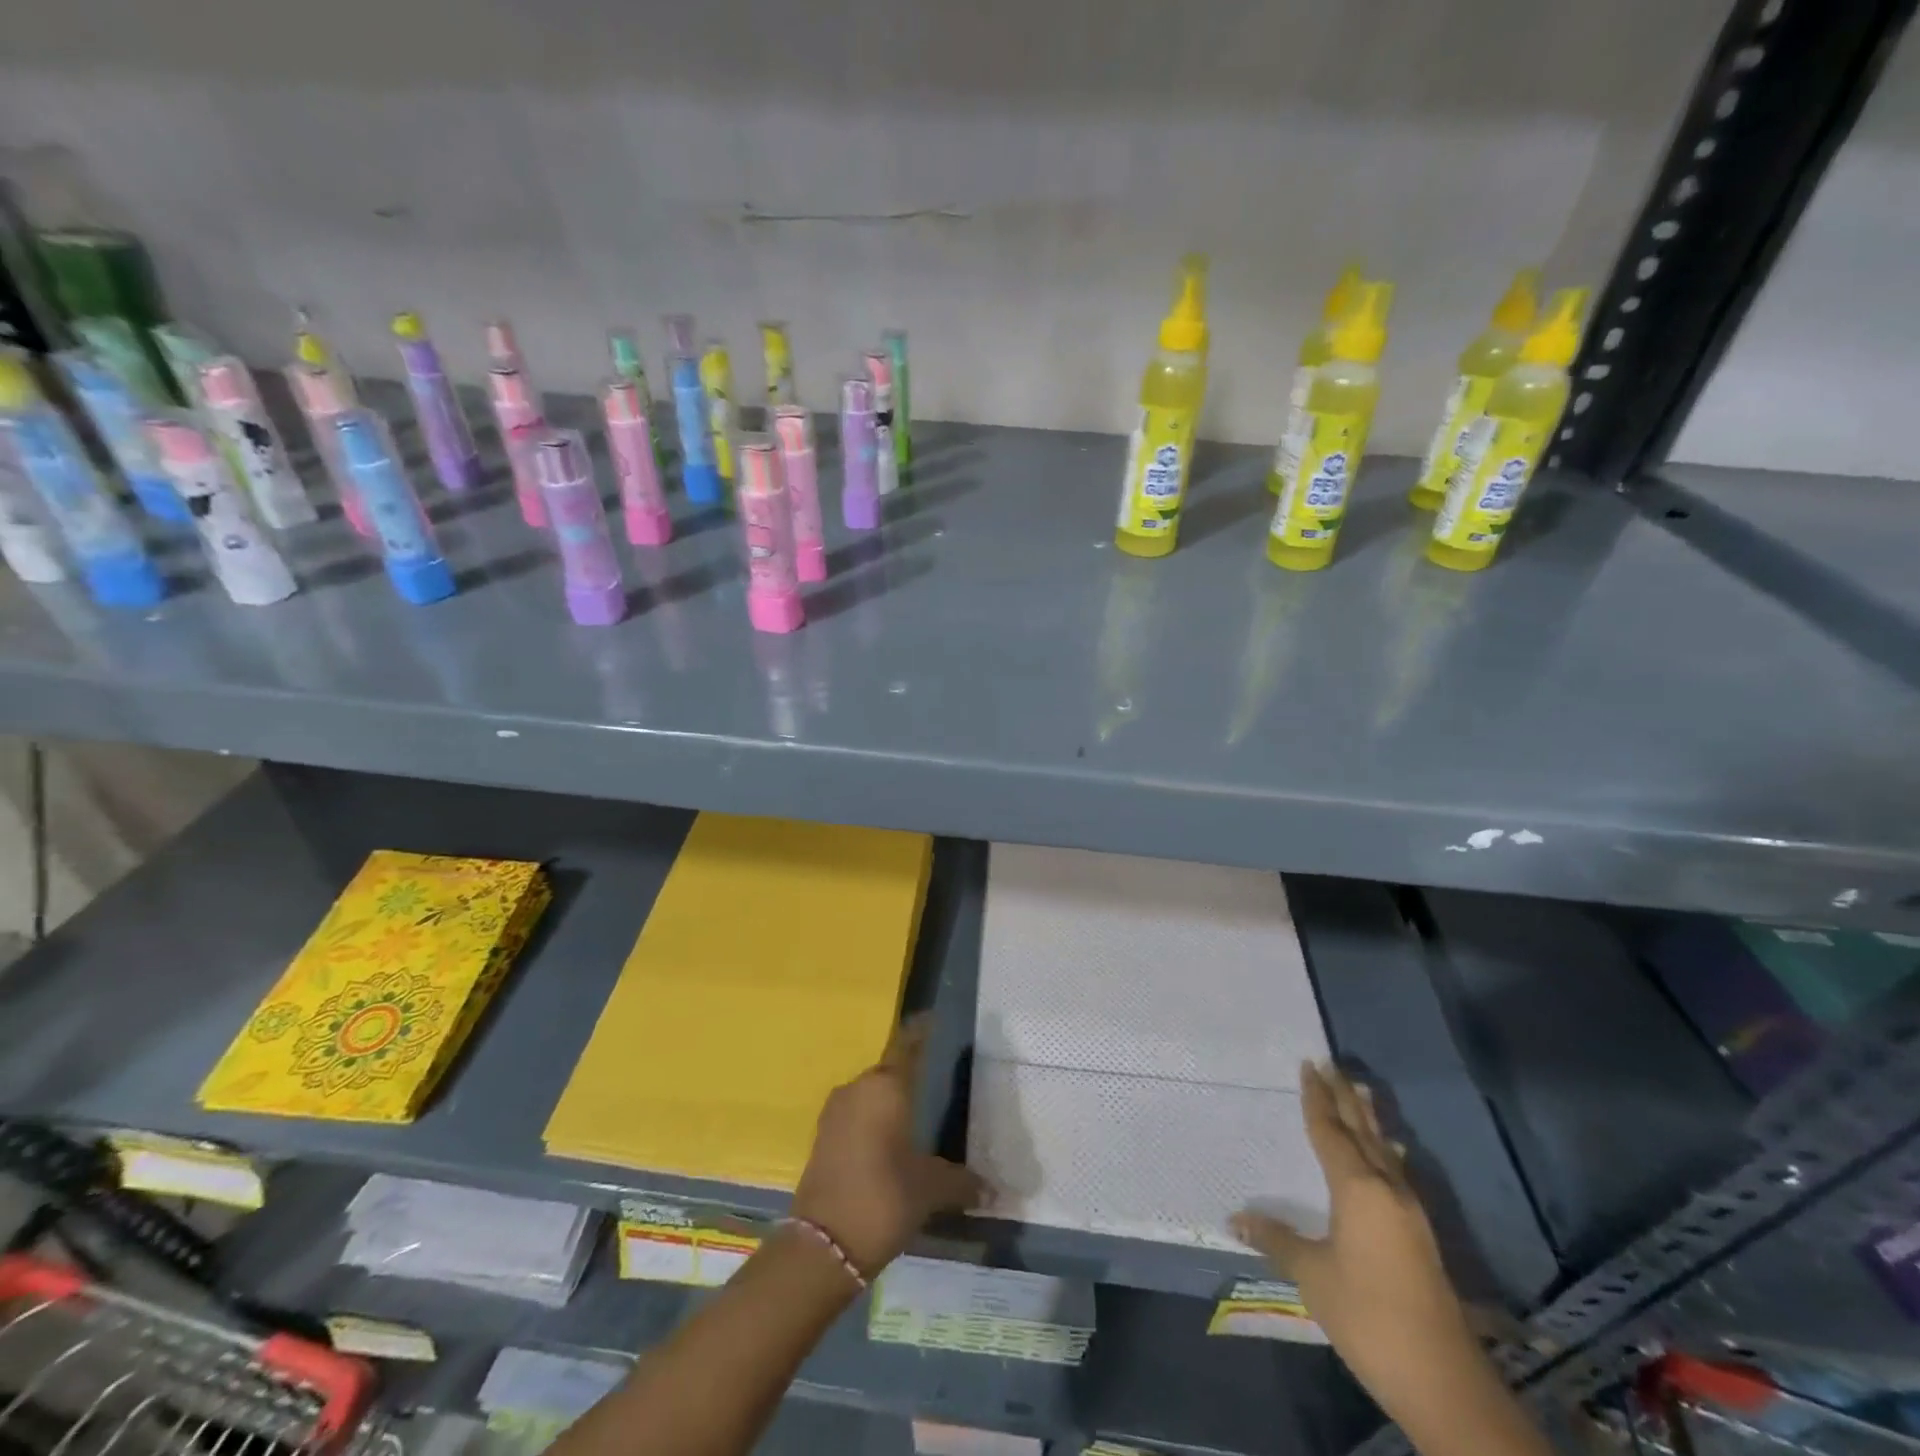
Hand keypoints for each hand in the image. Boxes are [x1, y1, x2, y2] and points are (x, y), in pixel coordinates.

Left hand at [791, 1018, 985, 1278]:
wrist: (823, 1245)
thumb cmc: (885, 1198)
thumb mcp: (931, 1189)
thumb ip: (962, 1182)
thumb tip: (993, 1190)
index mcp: (886, 1087)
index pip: (907, 1046)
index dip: (921, 1032)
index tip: (932, 1019)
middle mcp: (858, 1089)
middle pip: (888, 1072)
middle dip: (908, 1075)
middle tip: (933, 1082)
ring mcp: (835, 1113)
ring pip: (869, 1096)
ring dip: (888, 1102)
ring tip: (912, 1117)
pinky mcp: (822, 1138)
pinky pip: (855, 1117)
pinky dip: (872, 1123)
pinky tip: (888, 1142)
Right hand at [1233, 1062, 1483, 1416]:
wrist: (1443, 1380)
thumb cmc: (1367, 1316)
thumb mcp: (1311, 1275)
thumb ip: (1275, 1239)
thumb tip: (1234, 1216)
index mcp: (1357, 1188)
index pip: (1330, 1131)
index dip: (1317, 1098)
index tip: (1308, 1066)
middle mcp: (1386, 1189)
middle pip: (1362, 1131)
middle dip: (1344, 1098)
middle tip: (1331, 1064)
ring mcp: (1409, 1212)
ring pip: (1384, 1150)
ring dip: (1368, 1119)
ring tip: (1361, 1091)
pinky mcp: (1419, 1234)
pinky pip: (1397, 1172)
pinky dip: (1386, 1151)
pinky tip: (1392, 1152)